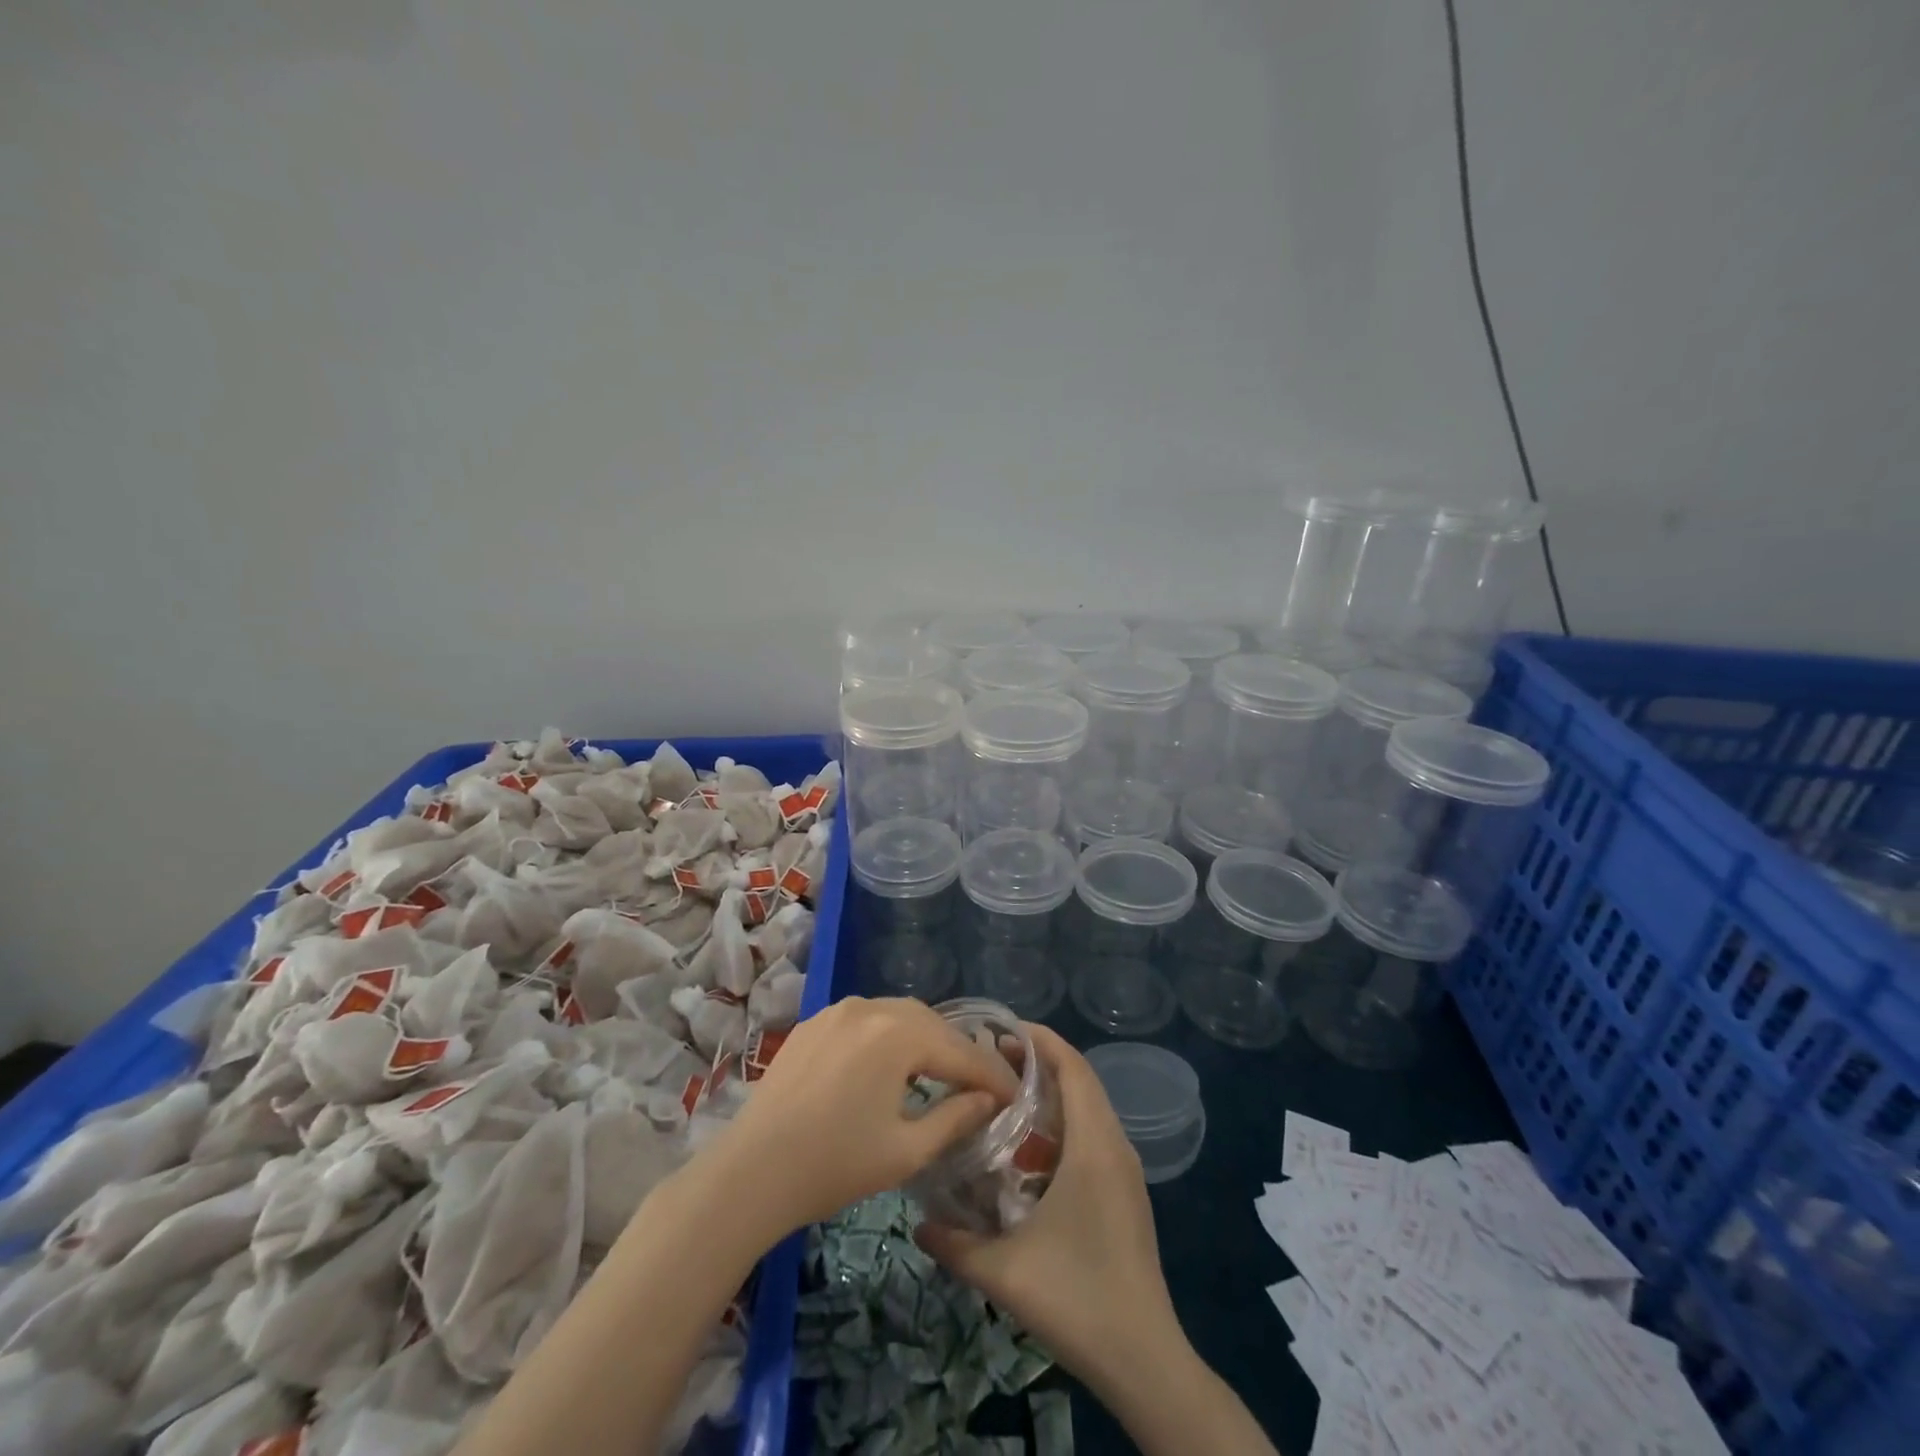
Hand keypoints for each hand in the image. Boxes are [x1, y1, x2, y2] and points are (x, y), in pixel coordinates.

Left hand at [709, 996, 1019, 1237]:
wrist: (751, 1170)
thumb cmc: (834, 1165)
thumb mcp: (906, 1151)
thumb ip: (955, 1118)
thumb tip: (988, 1100)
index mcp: (899, 1034)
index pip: (960, 1053)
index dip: (991, 1076)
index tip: (1015, 1096)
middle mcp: (871, 1007)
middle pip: (930, 1024)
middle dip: (958, 1053)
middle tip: (980, 1085)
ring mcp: (837, 1010)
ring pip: (897, 1016)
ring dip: (923, 1040)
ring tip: (939, 1072)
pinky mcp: (813, 1022)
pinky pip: (865, 1020)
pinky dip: (888, 1037)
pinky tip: (889, 1065)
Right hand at [914, 1025, 1187, 1394]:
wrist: (1145, 1360)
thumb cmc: (1078, 1299)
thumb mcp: (1005, 1272)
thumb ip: (955, 1244)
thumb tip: (917, 1223)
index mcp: (1093, 1146)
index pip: (1073, 1067)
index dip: (1041, 1040)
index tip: (1001, 1030)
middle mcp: (1114, 1146)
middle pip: (1080, 1081)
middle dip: (1039, 1063)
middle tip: (991, 1061)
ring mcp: (1124, 1171)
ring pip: (1089, 1109)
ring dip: (1051, 1095)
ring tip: (1004, 1099)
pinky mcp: (1126, 1193)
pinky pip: (1093, 1135)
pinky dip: (1063, 1124)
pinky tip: (1029, 1153)